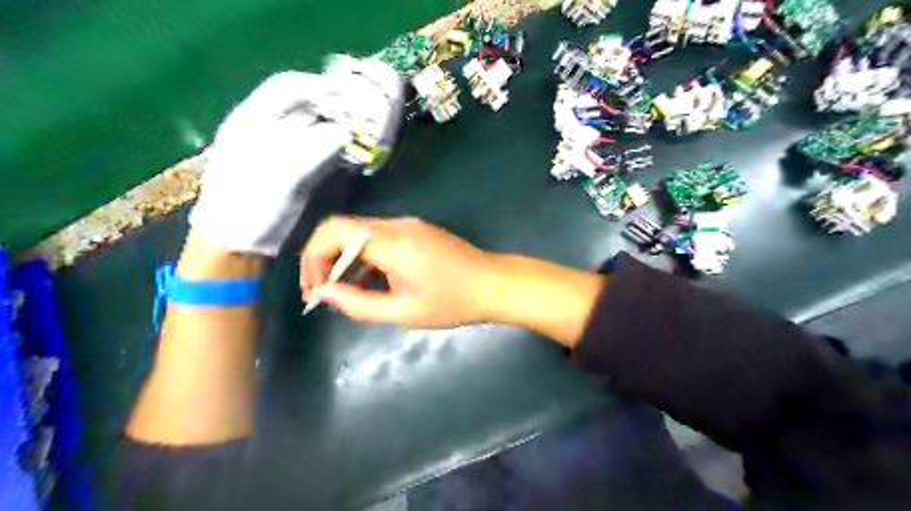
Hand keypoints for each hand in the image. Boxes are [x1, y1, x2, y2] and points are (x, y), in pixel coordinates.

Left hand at [189, 72, 351, 254]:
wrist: (234, 245)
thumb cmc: (251, 208)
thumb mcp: (283, 175)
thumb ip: (313, 148)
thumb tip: (344, 133)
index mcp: (252, 121)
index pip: (288, 87)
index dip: (319, 87)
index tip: (349, 97)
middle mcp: (263, 130)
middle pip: (302, 106)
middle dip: (333, 109)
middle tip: (361, 119)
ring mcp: (275, 150)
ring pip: (310, 128)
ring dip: (335, 130)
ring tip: (358, 137)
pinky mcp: (287, 171)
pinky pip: (314, 150)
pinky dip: (331, 149)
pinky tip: (345, 156)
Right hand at [300, 215, 497, 326]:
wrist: (493, 284)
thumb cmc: (452, 302)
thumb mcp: (402, 311)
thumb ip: (358, 303)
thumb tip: (323, 293)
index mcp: (390, 241)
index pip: (332, 233)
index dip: (313, 259)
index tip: (314, 292)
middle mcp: (395, 224)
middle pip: (342, 229)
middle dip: (323, 260)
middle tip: (322, 293)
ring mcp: (407, 225)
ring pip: (359, 234)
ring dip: (343, 260)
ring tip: (342, 293)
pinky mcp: (415, 231)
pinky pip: (378, 239)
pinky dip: (364, 258)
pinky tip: (367, 283)